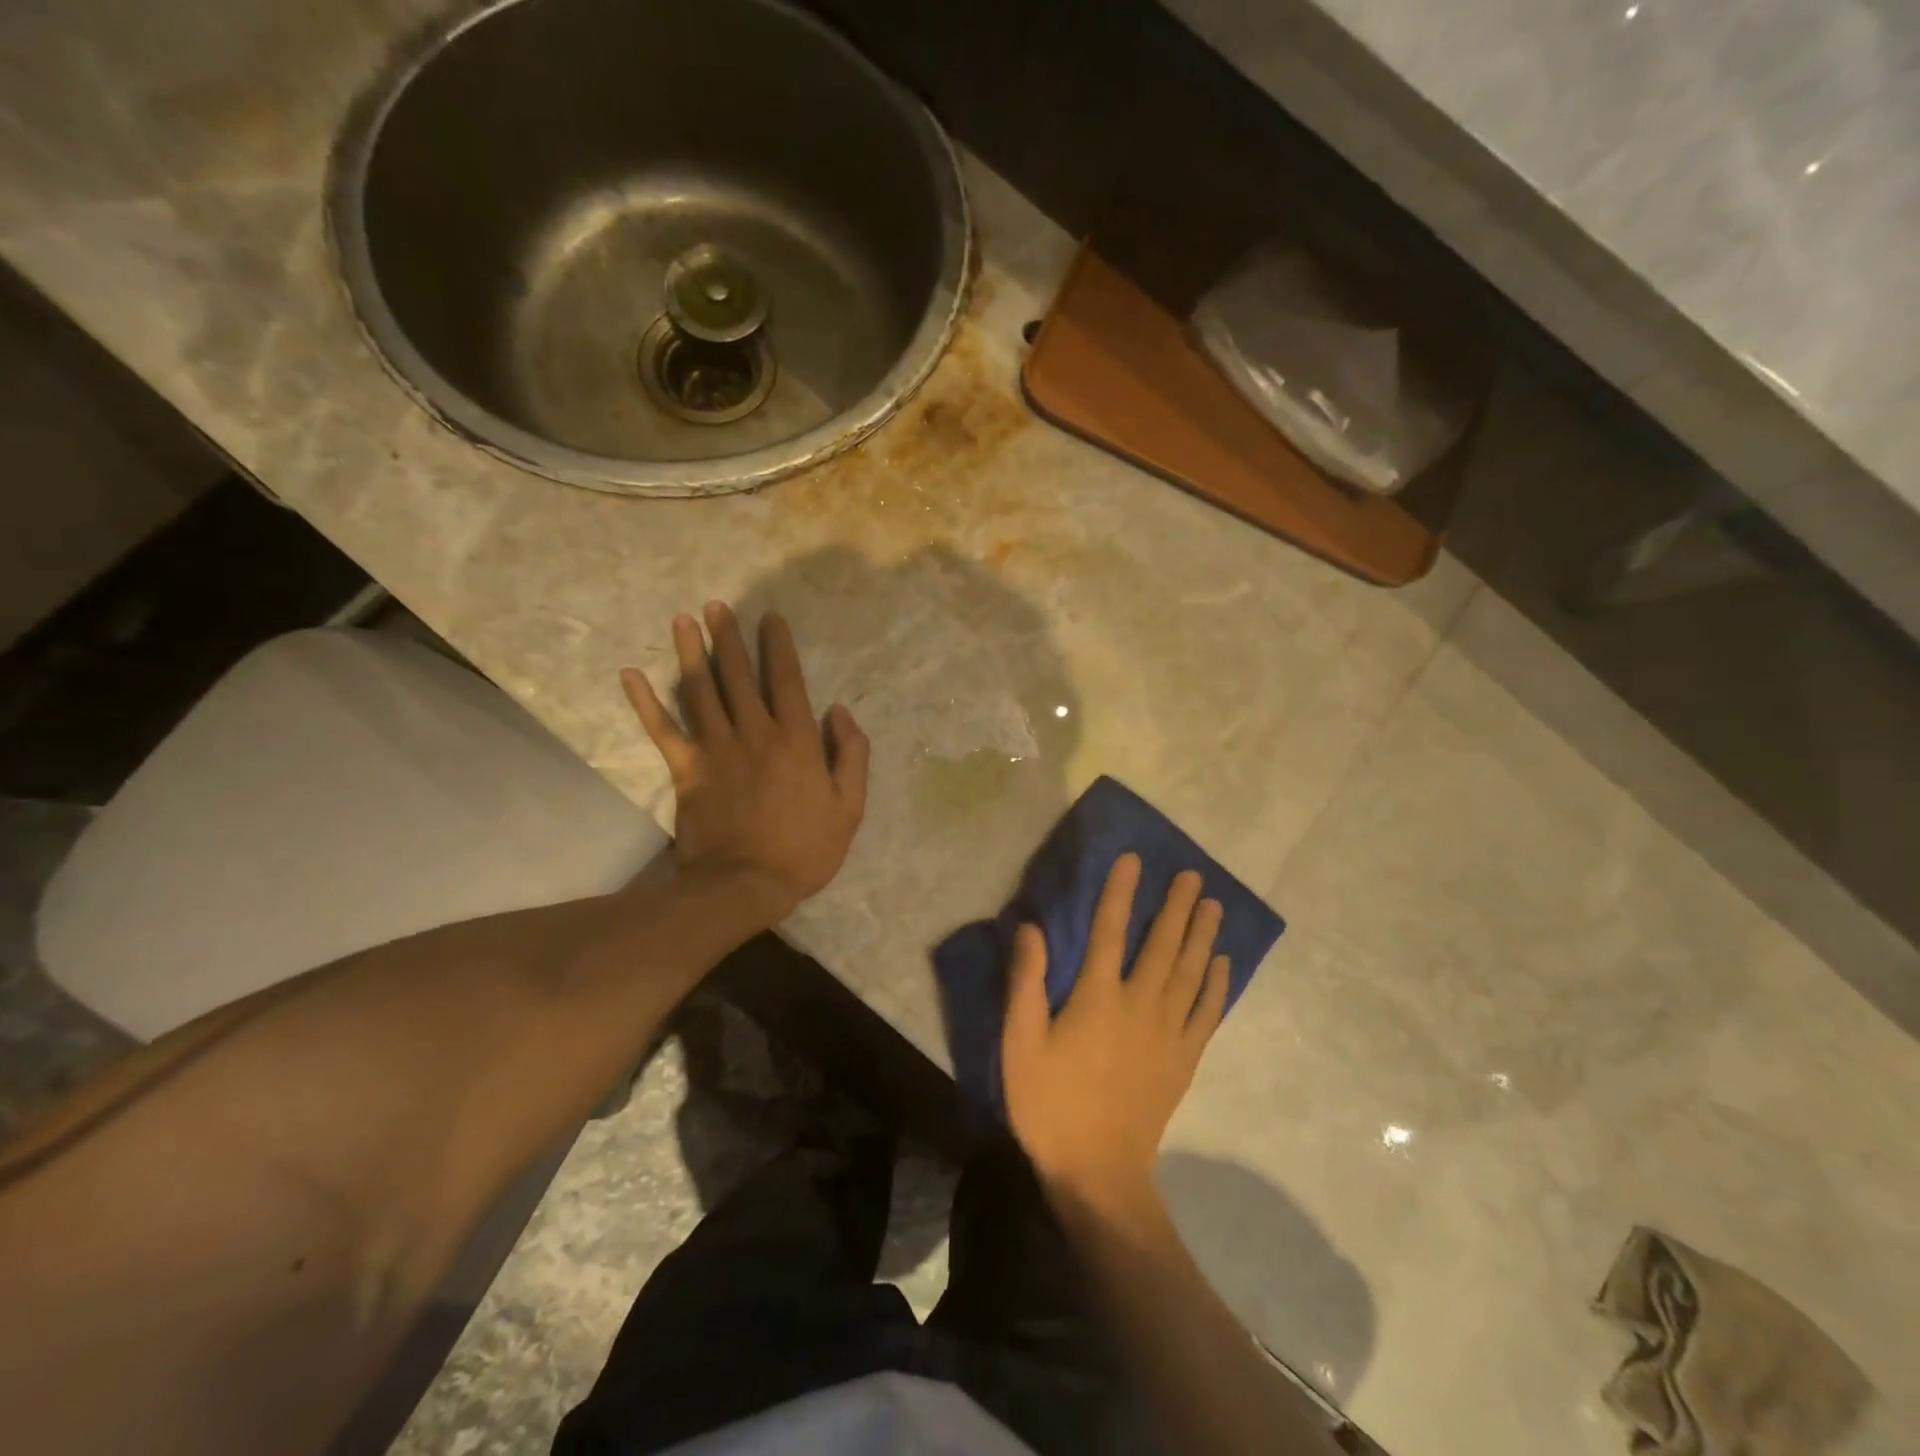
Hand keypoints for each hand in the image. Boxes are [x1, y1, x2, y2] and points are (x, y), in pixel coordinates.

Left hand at [622, 602, 868, 927]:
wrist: (746, 885)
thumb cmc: (805, 848)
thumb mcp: (849, 806)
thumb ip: (851, 754)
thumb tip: (839, 711)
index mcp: (796, 740)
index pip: (786, 680)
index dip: (778, 646)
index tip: (770, 618)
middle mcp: (755, 734)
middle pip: (738, 676)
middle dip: (728, 638)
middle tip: (716, 606)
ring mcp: (717, 750)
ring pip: (701, 692)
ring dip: (690, 654)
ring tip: (683, 620)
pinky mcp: (686, 771)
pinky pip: (663, 730)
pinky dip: (645, 703)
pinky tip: (630, 674)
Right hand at [1001, 854, 1229, 1211]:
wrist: (1098, 1173)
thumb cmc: (1050, 1103)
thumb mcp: (1020, 1044)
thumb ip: (1025, 983)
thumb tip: (1031, 928)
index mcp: (1098, 997)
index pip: (1110, 930)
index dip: (1121, 892)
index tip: (1134, 860)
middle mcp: (1140, 1005)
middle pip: (1163, 945)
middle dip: (1178, 907)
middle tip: (1194, 875)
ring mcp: (1168, 1033)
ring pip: (1191, 973)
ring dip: (1203, 935)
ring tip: (1214, 905)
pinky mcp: (1184, 1059)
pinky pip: (1207, 1013)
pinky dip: (1217, 984)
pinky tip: (1222, 963)